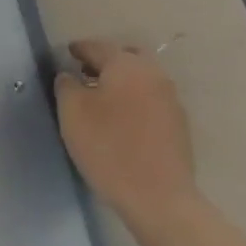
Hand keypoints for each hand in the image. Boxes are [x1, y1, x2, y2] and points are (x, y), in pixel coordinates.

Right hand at [55, 40, 199, 232]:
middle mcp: (152, 74)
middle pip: (125, 57)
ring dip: (122, 82)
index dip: (80, 49)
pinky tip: (123, 120)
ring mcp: (170, 99)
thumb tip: (70, 76)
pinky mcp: (179, 125)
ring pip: (141, 78)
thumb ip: (66, 86)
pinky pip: (151, 100)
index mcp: (126, 65)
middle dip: (105, 62)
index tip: (68, 53)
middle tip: (86, 74)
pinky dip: (135, 100)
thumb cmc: (109, 148)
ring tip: (103, 100)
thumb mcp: (72, 113)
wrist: (159, 198)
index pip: (98, 47)